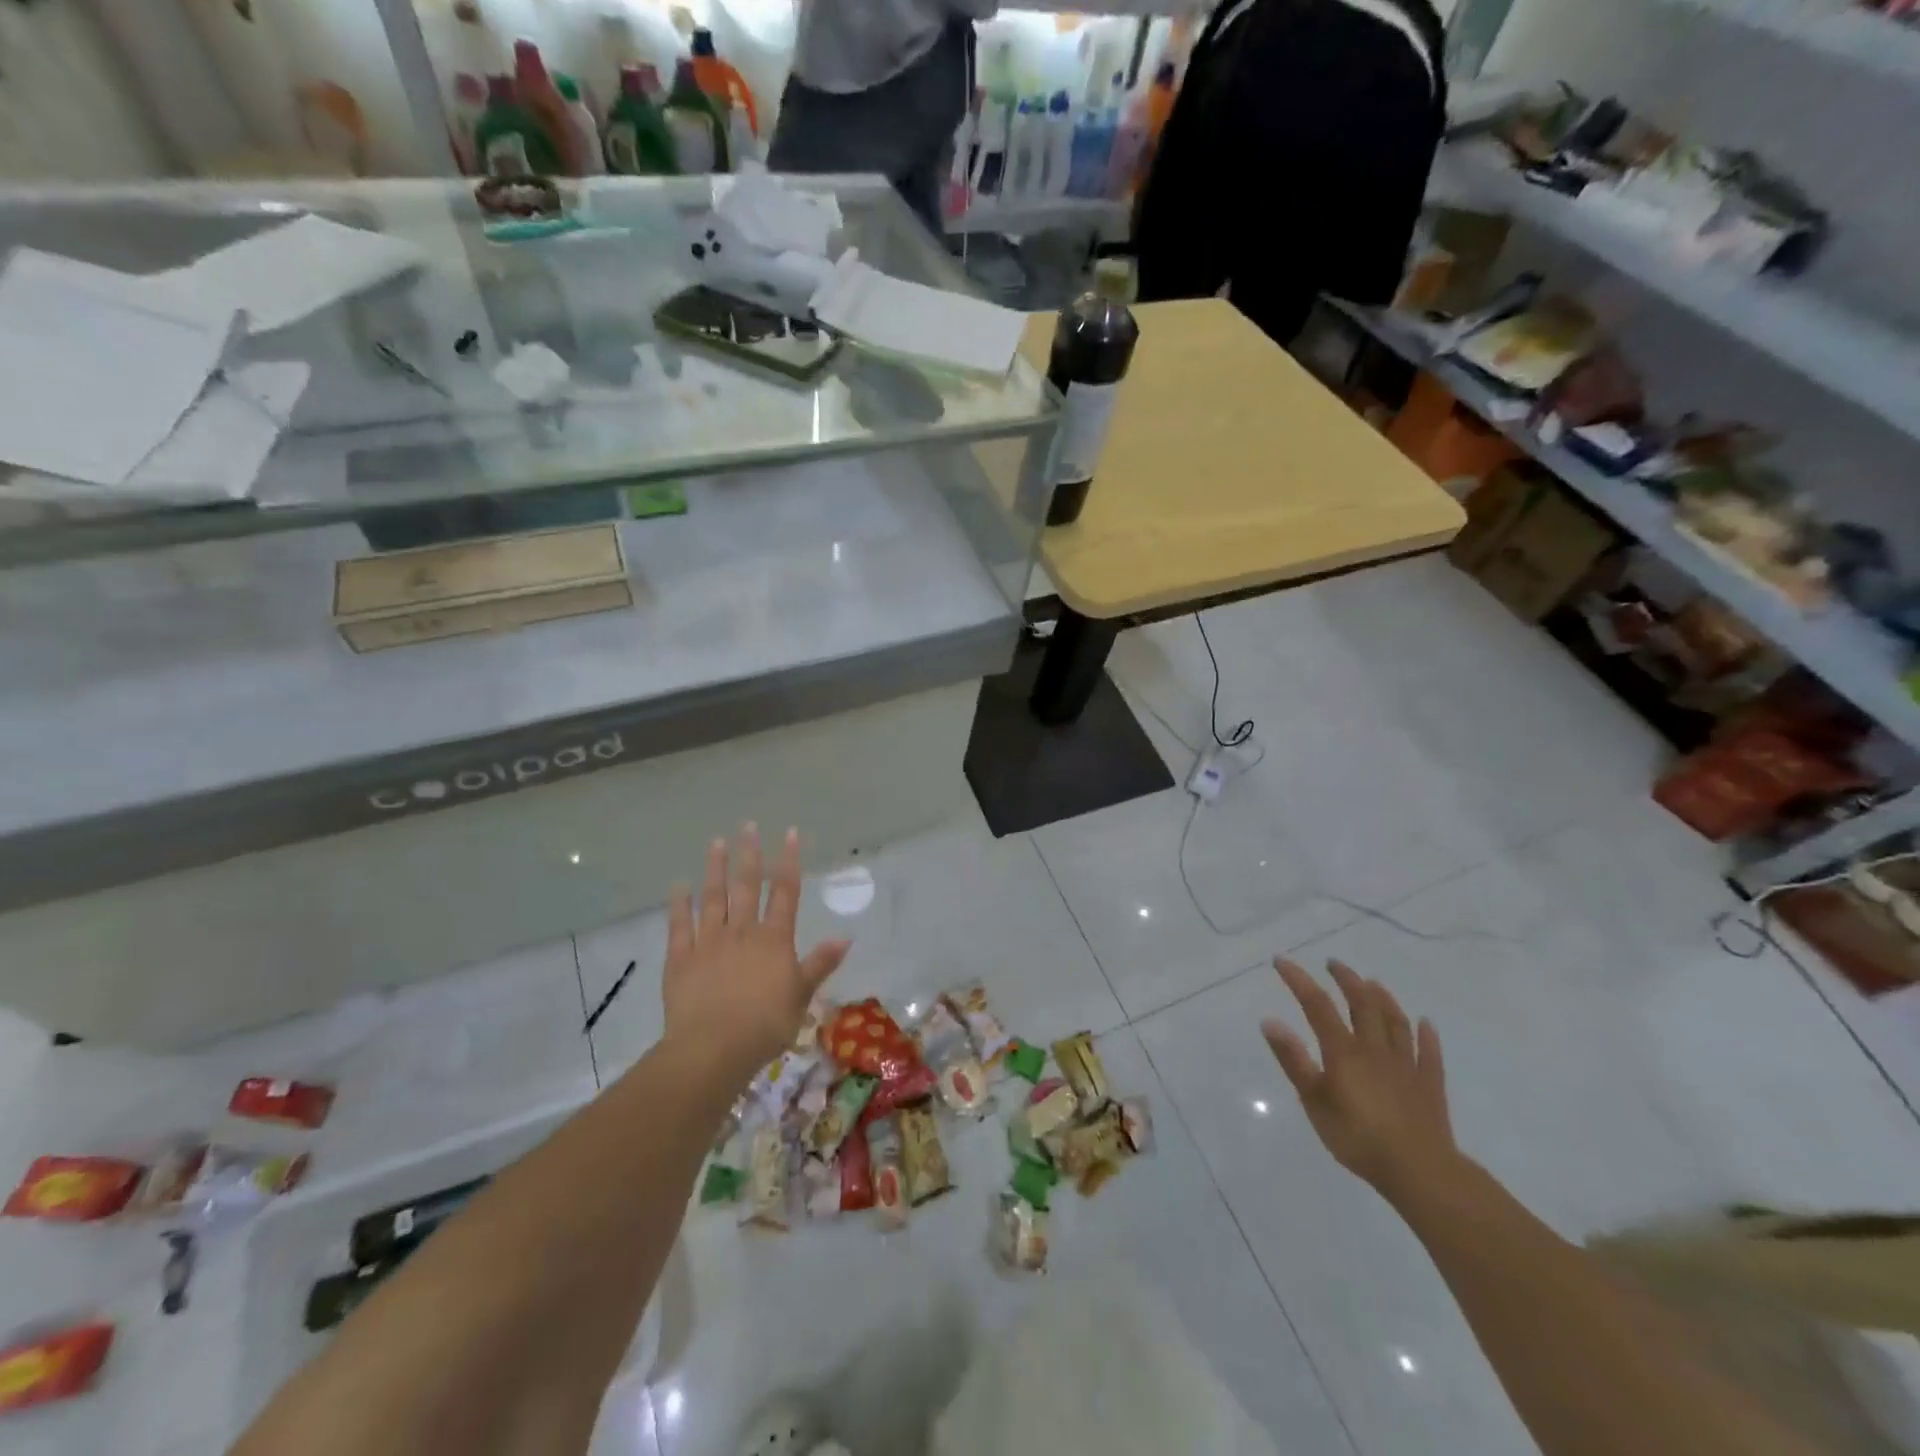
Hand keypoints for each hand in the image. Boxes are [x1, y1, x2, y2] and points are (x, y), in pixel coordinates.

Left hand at [663, 825, 849, 1078]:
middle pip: (747, 887)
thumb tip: (845, 938)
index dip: (789, 861)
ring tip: (716, 843)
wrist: (713, 1048)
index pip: (785, 892)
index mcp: (774, 940)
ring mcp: (708, 942)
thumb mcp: (802, 996)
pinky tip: (678, 885)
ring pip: (713, 898)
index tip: (789, 834)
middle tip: (748, 826)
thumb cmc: (765, 1025)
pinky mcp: (681, 959)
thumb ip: (820, 964)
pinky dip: (679, 904)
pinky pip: (680, 925)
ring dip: (715, 869)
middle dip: (749, 855)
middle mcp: (742, 932)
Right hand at [1261, 958, 1457, 1205]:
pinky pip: (1429, 1053)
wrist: (1420, 1171)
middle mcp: (1375, 1049)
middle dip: (1346, 979)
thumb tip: (1269, 1020)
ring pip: (1395, 1022)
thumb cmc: (1358, 1137)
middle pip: (1362, 1004)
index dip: (1298, 980)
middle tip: (1333, 964)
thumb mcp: (1314, 1101)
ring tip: (1372, 982)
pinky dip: (1426, 1035)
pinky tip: (1426, 1024)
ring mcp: (1406, 1065)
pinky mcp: (1429, 1085)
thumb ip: (1293, 1060)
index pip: (1317, 1005)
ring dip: (1383, 998)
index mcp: (1344, 1051)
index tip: (1281, 961)